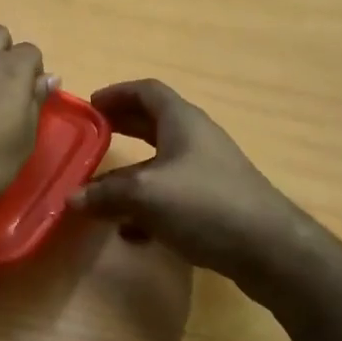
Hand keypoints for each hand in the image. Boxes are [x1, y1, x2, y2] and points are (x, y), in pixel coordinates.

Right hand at [67, 79, 303, 289]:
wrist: (270, 249)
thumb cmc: (204, 204)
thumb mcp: (145, 195)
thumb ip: (105, 194)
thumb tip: (71, 198)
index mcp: (182, 120)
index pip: (147, 91)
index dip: (117, 93)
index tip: (91, 105)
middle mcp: (196, 138)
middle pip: (153, 123)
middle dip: (122, 128)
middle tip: (92, 138)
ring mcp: (209, 171)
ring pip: (162, 162)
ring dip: (132, 172)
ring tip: (102, 189)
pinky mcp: (215, 203)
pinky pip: (173, 194)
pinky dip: (149, 205)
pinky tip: (132, 232)